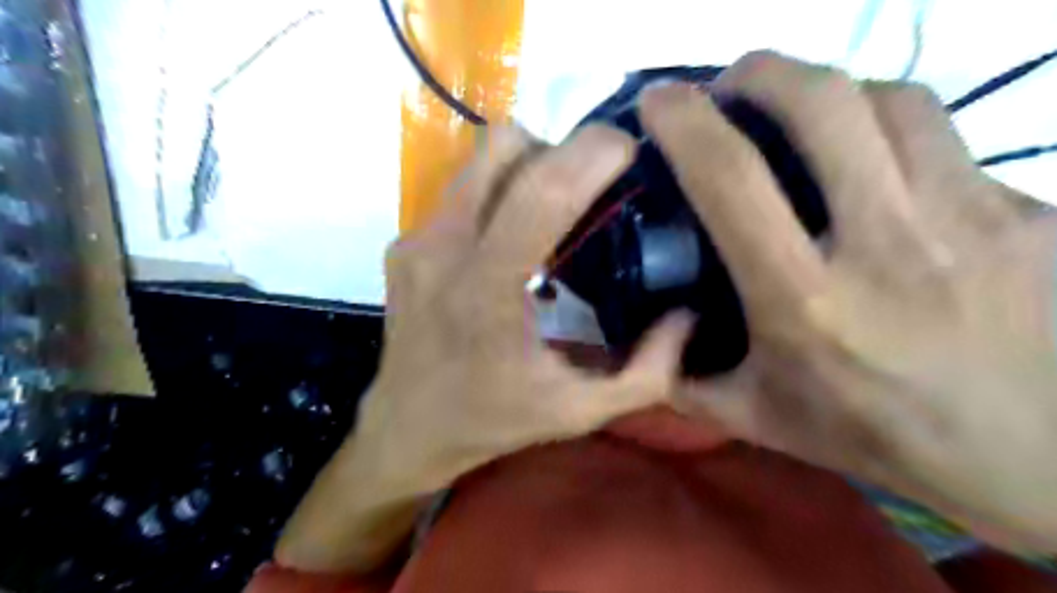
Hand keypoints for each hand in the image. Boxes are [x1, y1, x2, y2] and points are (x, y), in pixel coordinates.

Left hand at [277, 122, 699, 568]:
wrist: (407, 427)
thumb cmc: (492, 421)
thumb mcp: (580, 411)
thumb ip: (646, 372)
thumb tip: (686, 316)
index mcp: (487, 290)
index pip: (542, 190)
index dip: (592, 153)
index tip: (629, 151)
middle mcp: (443, 250)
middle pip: (505, 147)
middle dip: (562, 151)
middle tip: (591, 187)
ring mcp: (416, 241)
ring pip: (480, 159)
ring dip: (528, 166)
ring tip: (551, 208)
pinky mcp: (404, 243)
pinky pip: (461, 190)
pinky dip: (497, 195)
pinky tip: (509, 238)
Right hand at [639, 51, 1056, 549]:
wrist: (1033, 461)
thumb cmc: (874, 436)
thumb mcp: (756, 417)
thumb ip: (683, 379)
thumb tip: (644, 333)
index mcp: (803, 300)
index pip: (730, 177)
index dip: (685, 122)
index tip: (658, 102)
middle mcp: (885, 244)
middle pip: (821, 103)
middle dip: (760, 72)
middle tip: (731, 85)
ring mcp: (968, 217)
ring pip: (890, 99)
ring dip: (828, 91)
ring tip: (799, 115)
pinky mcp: (1027, 210)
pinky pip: (943, 138)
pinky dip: (890, 130)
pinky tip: (872, 161)